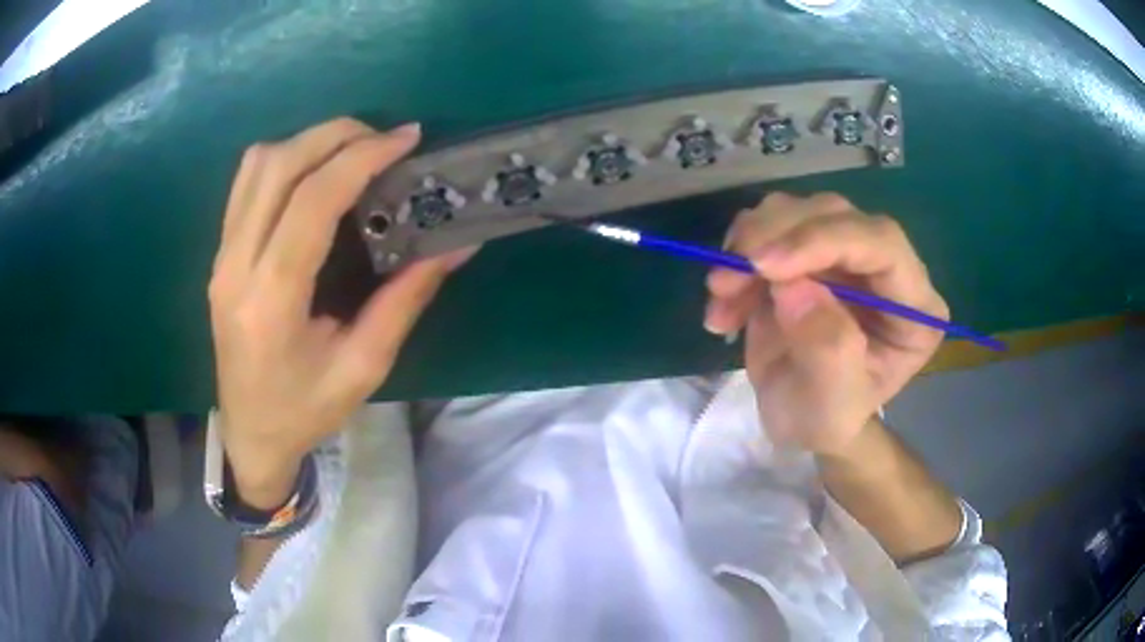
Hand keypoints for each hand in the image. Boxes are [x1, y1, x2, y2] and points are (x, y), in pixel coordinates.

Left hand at [209, 118, 476, 501]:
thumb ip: (406, 300)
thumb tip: (456, 245)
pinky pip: (246, 183)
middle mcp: (236, 267)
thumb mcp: (364, 367)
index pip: (311, 201)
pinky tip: (314, 175)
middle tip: (384, 140)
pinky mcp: (220, 255)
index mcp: (271, 301)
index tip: (406, 139)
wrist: (249, 434)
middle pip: (278, 166)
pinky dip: (285, 160)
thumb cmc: (305, 412)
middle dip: (336, 136)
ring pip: (256, 165)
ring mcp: (221, 257)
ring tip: (352, 152)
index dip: (361, 158)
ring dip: (308, 143)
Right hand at [704, 192, 947, 457]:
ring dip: (748, 246)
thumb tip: (794, 287)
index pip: (882, 244)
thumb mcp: (832, 407)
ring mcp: (845, 253)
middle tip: (724, 280)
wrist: (800, 418)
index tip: (764, 265)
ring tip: (721, 297)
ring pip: (796, 211)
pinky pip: (767, 227)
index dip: (824, 239)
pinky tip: (725, 300)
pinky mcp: (807, 250)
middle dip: (774, 238)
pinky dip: (736, 255)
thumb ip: (828, 351)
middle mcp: (886, 267)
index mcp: (915, 307)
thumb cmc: (827, 419)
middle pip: (835, 215)